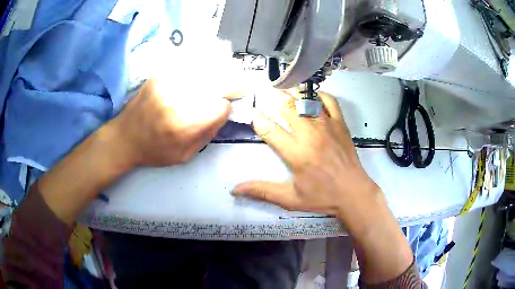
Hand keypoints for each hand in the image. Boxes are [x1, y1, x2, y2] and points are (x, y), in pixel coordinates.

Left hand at [109, 78, 230, 166]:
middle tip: (240, 86)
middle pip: (214, 85)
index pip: (219, 108)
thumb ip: (206, 135)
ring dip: (217, 74)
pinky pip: (186, 68)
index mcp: (183, 128)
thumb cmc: (154, 151)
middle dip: (230, 86)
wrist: (124, 138)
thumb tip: (223, 114)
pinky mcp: (158, 77)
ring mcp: (166, 86)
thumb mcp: (184, 156)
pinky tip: (204, 71)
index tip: (223, 109)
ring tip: (226, 75)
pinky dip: (199, 68)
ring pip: (202, 72)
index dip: (224, 108)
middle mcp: (176, 103)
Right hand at [232, 91, 379, 217]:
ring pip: (306, 101)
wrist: (353, 192)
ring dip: (292, 94)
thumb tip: (235, 190)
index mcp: (296, 153)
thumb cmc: (322, 196)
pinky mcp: (340, 124)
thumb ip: (262, 191)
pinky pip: (329, 101)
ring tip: (282, 88)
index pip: (270, 129)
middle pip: (287, 108)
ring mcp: (326, 126)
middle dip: (273, 98)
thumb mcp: (290, 199)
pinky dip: (319, 95)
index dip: (257, 119)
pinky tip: (312, 95)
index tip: (251, 112)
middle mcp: (309, 134)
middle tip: (265, 92)